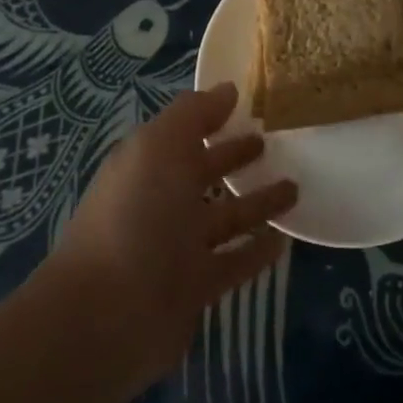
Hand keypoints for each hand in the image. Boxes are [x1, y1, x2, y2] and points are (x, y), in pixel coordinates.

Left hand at [47, 83, 296, 396]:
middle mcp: (162, 202)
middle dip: (235, 157)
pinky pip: (233, 263)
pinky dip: (256, 251)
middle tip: (275, 144)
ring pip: (225, 217)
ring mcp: (177, 248)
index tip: (252, 106)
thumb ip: (193, 115)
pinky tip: (283, 239)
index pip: (186, 134)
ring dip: (256, 203)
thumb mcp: (158, 147)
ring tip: (295, 187)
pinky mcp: (194, 288)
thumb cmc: (135, 216)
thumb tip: (226, 89)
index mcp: (148, 165)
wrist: (107, 314)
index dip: (214, 119)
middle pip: (205, 174)